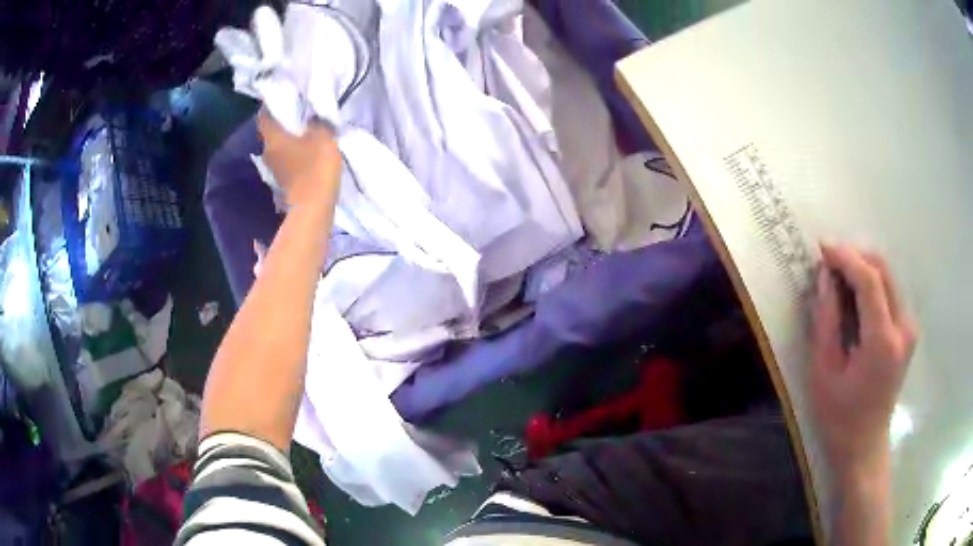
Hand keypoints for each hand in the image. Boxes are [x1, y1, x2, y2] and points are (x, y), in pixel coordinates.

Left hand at [258, 110, 341, 208]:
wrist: (313, 209)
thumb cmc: (315, 168)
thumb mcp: (323, 136)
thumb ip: (317, 122)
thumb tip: (312, 116)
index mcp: (273, 138)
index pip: (265, 116)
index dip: (272, 105)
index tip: (284, 98)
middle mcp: (268, 152)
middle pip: (271, 132)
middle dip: (282, 122)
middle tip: (298, 113)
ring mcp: (274, 169)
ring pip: (278, 146)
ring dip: (288, 139)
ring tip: (304, 132)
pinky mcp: (283, 182)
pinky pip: (286, 160)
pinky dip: (293, 153)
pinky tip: (306, 151)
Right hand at [810, 244, 917, 479]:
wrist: (864, 444)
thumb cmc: (839, 416)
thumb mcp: (824, 372)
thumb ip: (826, 321)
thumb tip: (826, 279)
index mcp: (883, 342)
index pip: (870, 281)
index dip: (846, 258)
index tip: (823, 248)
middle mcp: (903, 327)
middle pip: (883, 270)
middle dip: (855, 258)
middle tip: (829, 263)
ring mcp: (909, 328)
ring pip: (888, 277)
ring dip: (863, 269)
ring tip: (839, 278)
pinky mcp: (908, 330)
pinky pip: (891, 291)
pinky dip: (872, 284)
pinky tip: (855, 296)